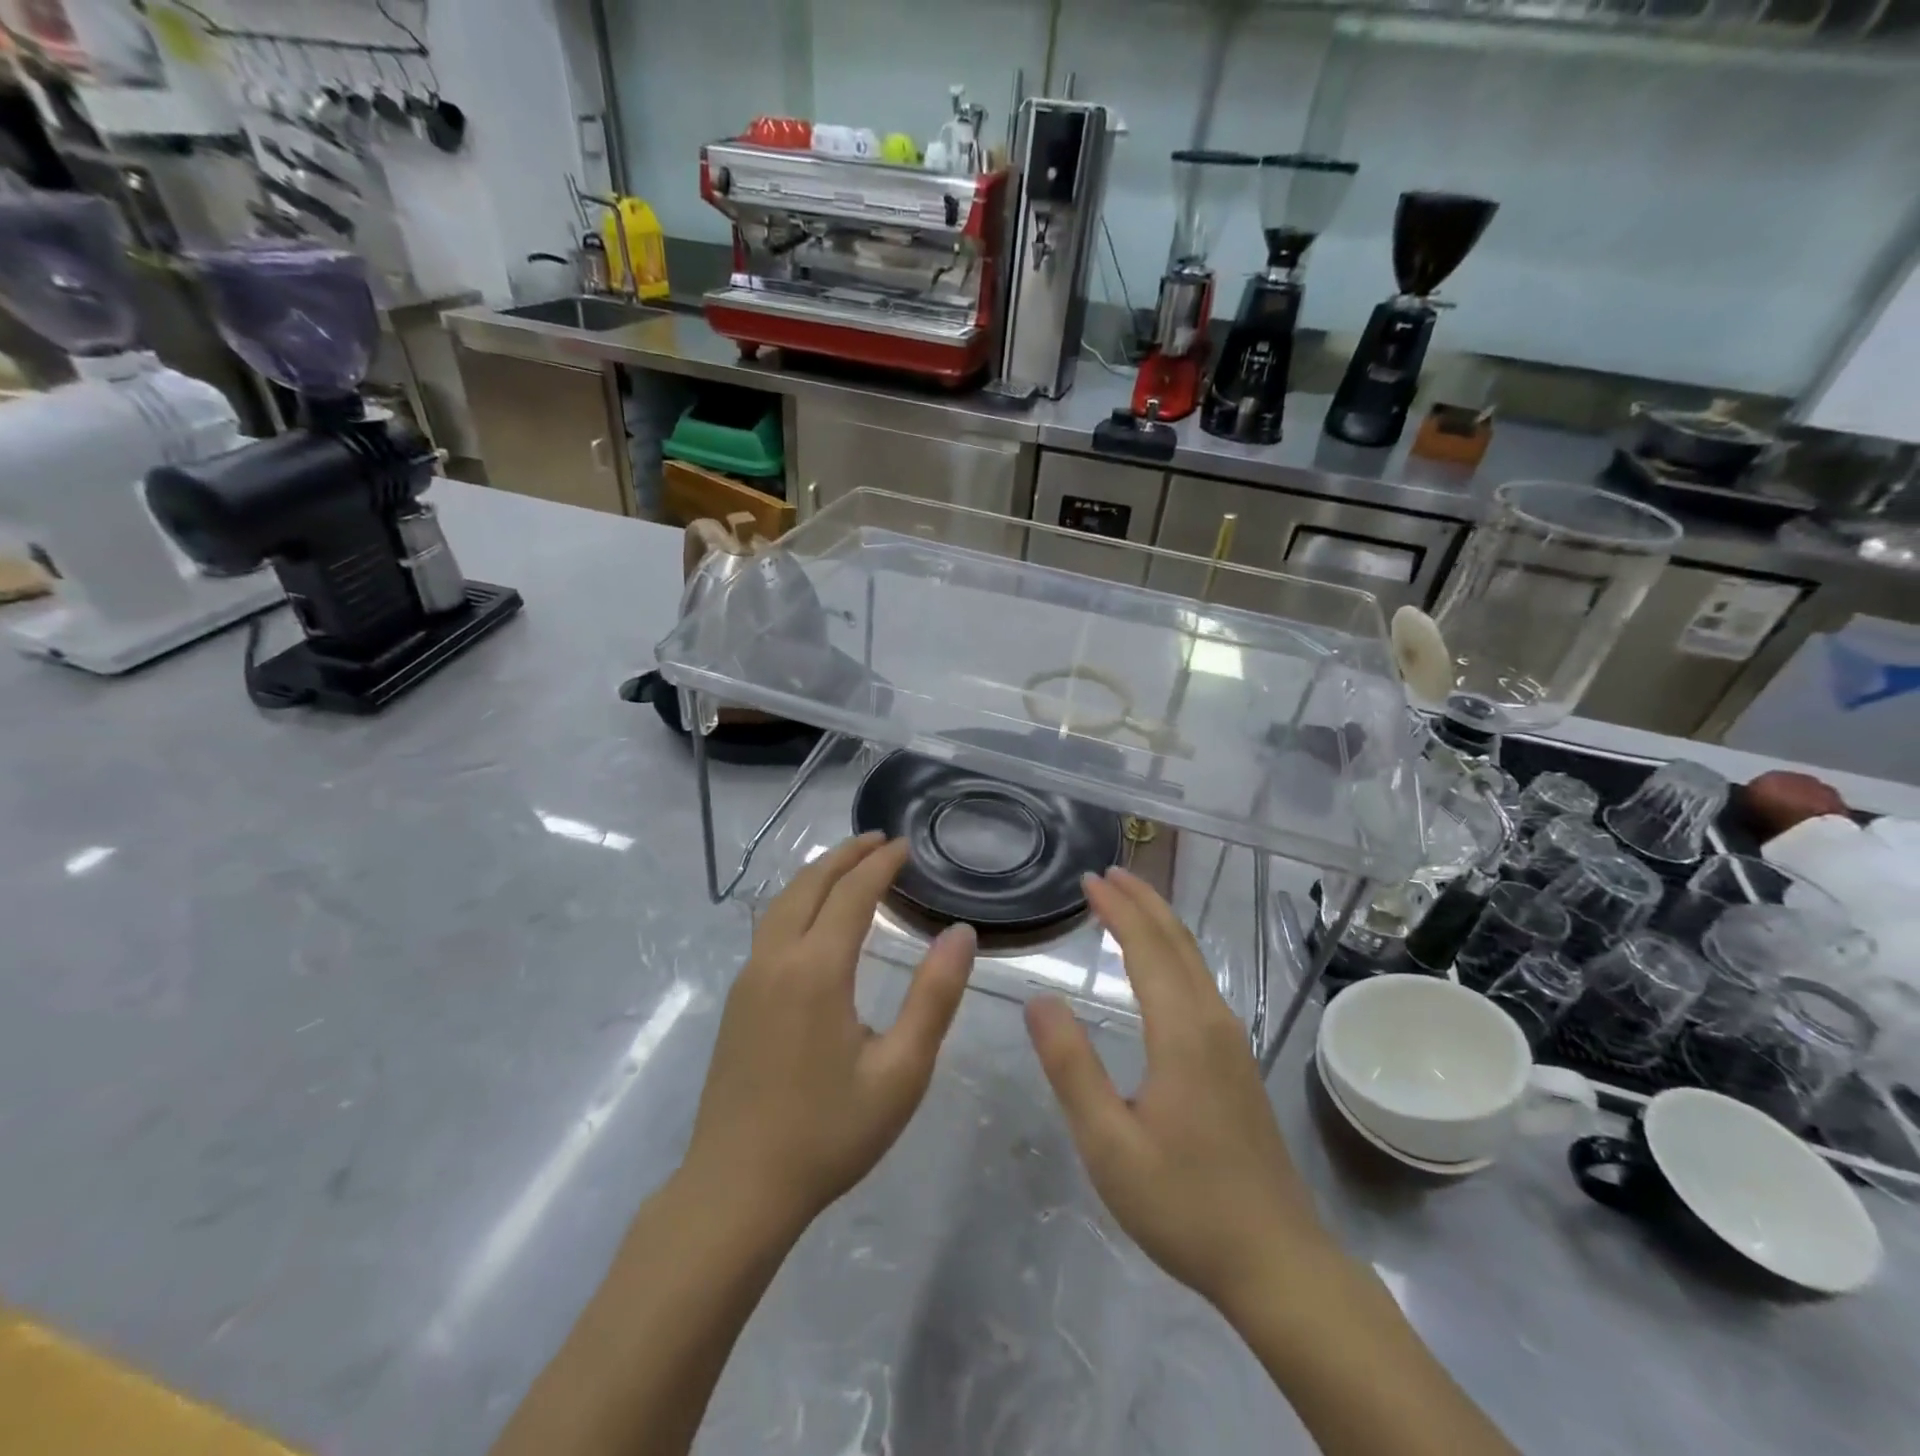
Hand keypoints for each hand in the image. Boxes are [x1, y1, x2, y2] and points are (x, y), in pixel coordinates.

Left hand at [682, 833, 976, 1237]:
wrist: (736, 1190)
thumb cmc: (829, 1134)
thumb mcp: (900, 1072)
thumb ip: (934, 997)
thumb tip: (961, 933)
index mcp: (816, 970)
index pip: (852, 894)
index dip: (881, 864)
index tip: (906, 845)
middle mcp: (776, 959)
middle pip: (809, 885)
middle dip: (845, 855)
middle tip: (879, 840)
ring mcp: (749, 978)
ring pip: (782, 902)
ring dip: (817, 875)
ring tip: (849, 864)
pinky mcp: (738, 1000)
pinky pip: (770, 927)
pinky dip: (797, 900)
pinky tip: (814, 917)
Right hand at [1025, 867, 1326, 1316]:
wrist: (1277, 1261)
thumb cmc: (1184, 1204)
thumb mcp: (1109, 1144)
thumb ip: (1071, 1067)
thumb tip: (1039, 1000)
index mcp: (1182, 1032)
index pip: (1147, 948)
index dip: (1117, 909)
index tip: (1088, 879)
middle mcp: (1213, 1022)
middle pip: (1177, 941)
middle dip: (1142, 901)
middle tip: (1107, 873)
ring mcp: (1232, 1041)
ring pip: (1194, 960)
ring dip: (1160, 923)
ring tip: (1128, 901)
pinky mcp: (1237, 1061)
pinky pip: (1201, 983)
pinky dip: (1173, 953)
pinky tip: (1159, 965)